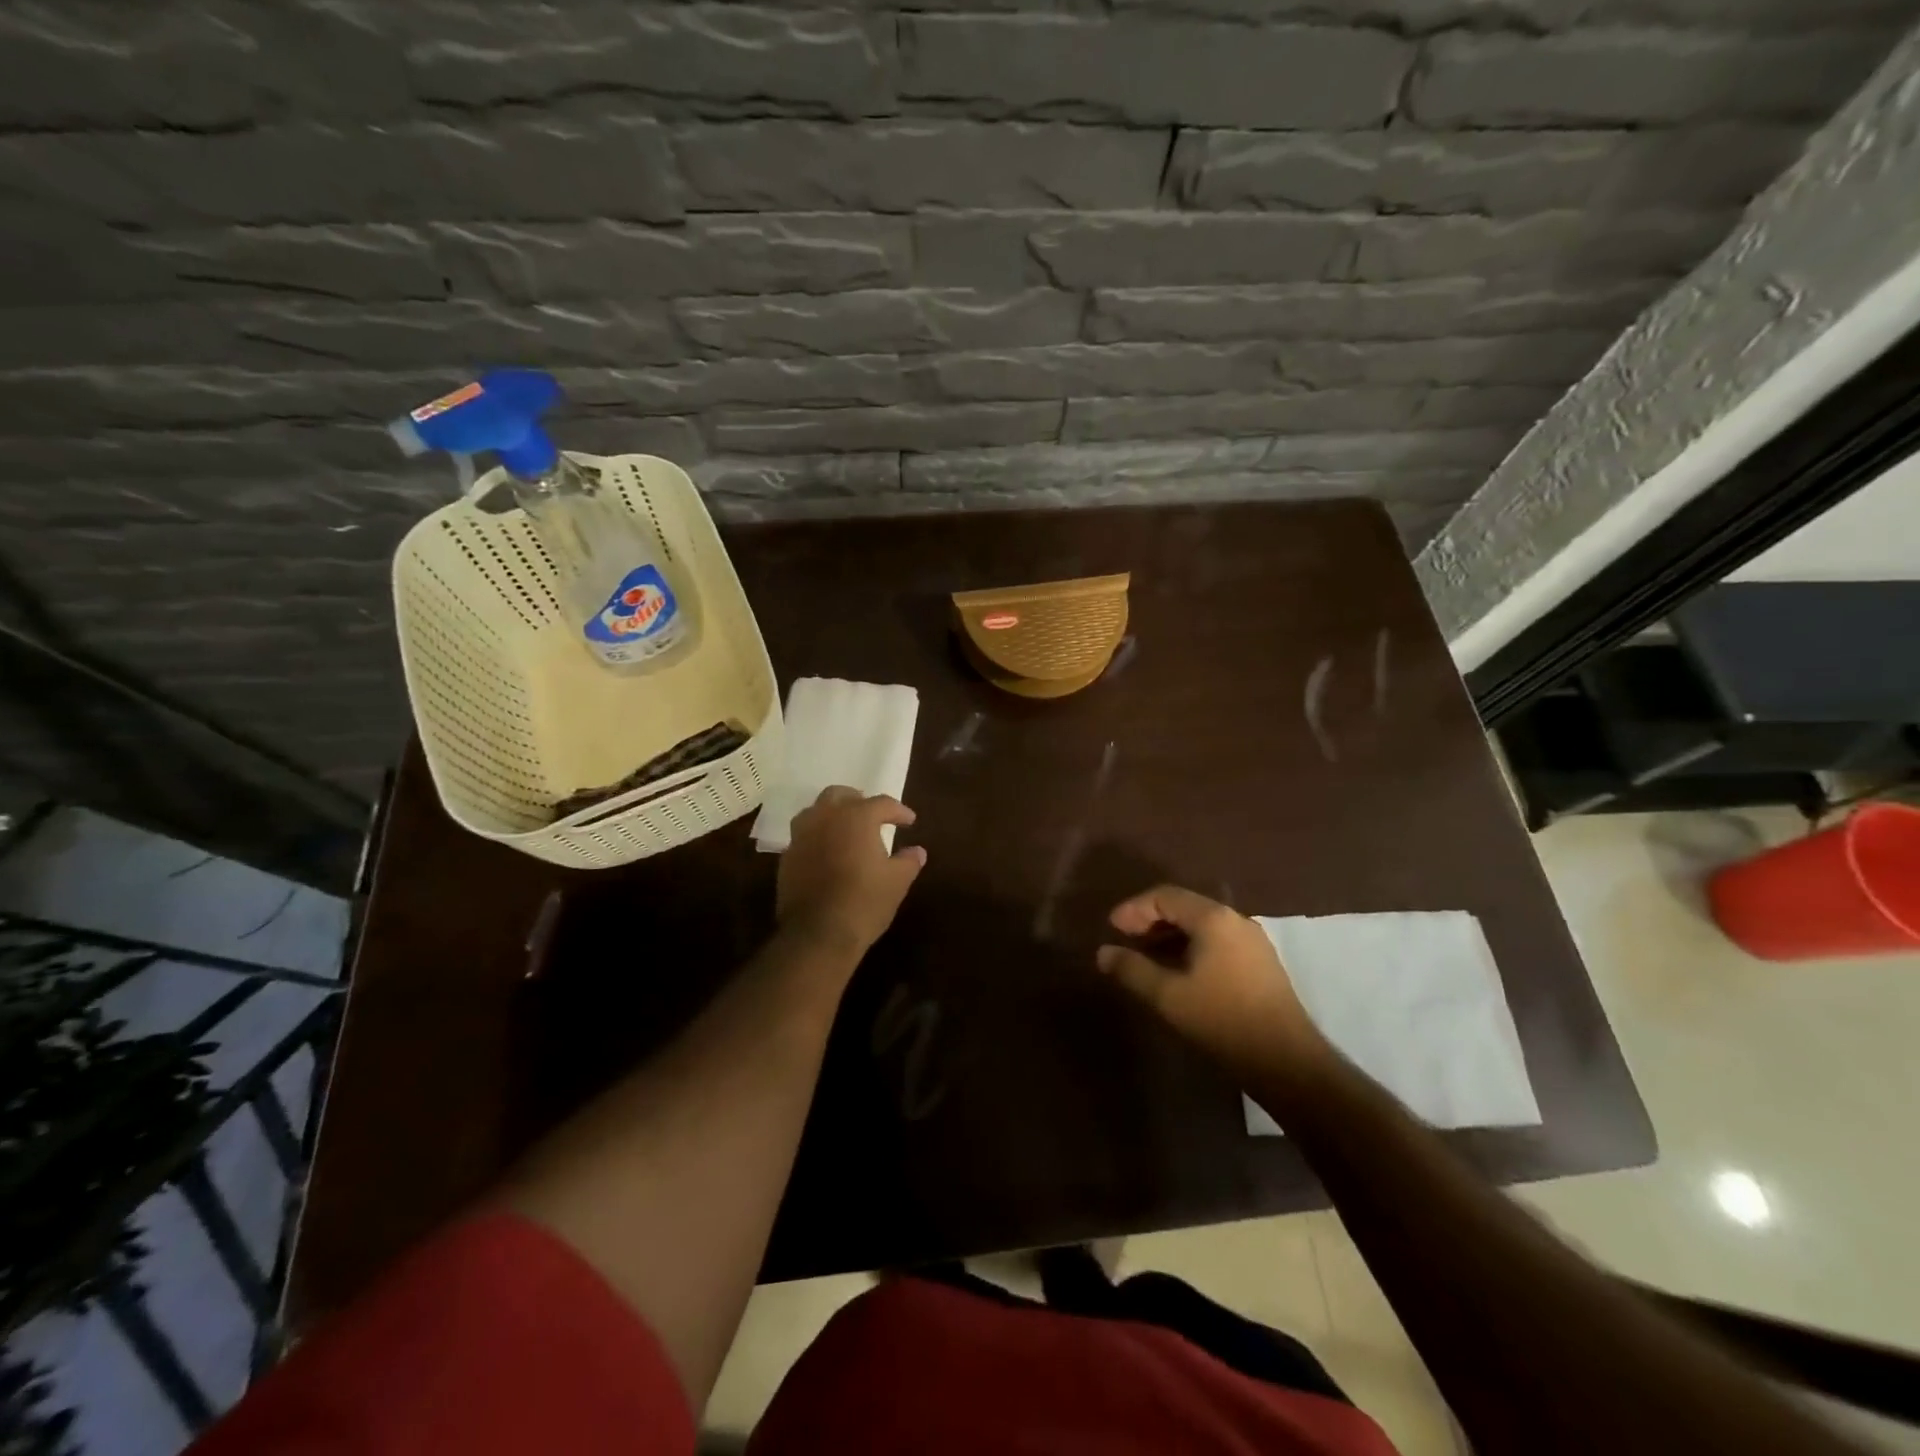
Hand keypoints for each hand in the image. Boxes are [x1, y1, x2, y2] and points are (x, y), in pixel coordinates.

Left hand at [776, 787, 926, 957]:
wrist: (817, 934)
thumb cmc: (864, 902)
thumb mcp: (897, 882)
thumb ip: (908, 861)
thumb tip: (917, 851)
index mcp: (856, 817)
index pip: (882, 803)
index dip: (899, 811)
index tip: (909, 821)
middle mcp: (825, 818)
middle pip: (839, 795)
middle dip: (857, 800)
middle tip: (872, 814)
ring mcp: (801, 836)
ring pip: (815, 811)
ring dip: (831, 814)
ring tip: (845, 829)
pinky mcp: (787, 857)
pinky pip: (803, 836)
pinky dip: (817, 837)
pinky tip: (826, 853)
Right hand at [1097, 885, 1329, 1083]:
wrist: (1286, 1061)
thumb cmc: (1222, 1020)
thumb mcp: (1167, 996)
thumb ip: (1132, 969)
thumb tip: (1103, 952)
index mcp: (1214, 919)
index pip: (1165, 896)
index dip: (1134, 909)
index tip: (1112, 928)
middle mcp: (1236, 920)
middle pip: (1185, 906)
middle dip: (1151, 919)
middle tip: (1125, 938)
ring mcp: (1253, 941)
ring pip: (1202, 925)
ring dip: (1171, 934)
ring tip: (1146, 955)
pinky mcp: (1261, 964)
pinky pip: (1217, 941)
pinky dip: (1191, 946)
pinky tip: (1178, 970)